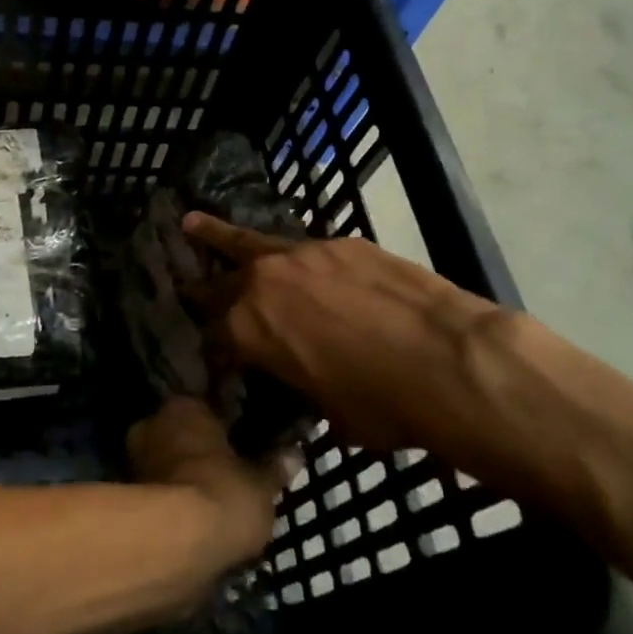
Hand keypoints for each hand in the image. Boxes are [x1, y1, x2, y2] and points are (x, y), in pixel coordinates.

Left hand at [127, 396, 288, 570]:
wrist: (176, 544)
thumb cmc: (224, 493)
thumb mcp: (262, 483)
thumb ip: (275, 467)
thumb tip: (294, 454)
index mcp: (184, 406)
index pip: (207, 408)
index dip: (226, 427)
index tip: (241, 444)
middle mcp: (153, 423)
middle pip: (181, 435)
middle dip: (199, 452)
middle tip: (227, 476)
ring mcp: (135, 461)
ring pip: (167, 465)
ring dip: (184, 479)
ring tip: (212, 505)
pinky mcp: (127, 500)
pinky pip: (159, 496)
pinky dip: (173, 506)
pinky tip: (194, 524)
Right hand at [182, 213, 519, 466]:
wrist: (449, 358)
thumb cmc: (383, 404)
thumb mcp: (328, 410)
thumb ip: (301, 384)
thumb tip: (307, 378)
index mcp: (248, 329)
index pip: (213, 336)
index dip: (214, 351)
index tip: (216, 359)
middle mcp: (264, 282)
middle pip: (220, 280)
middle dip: (200, 286)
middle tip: (183, 282)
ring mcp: (304, 254)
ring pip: (250, 242)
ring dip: (221, 237)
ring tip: (194, 222)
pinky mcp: (343, 242)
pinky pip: (305, 249)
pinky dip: (295, 258)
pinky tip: (305, 266)